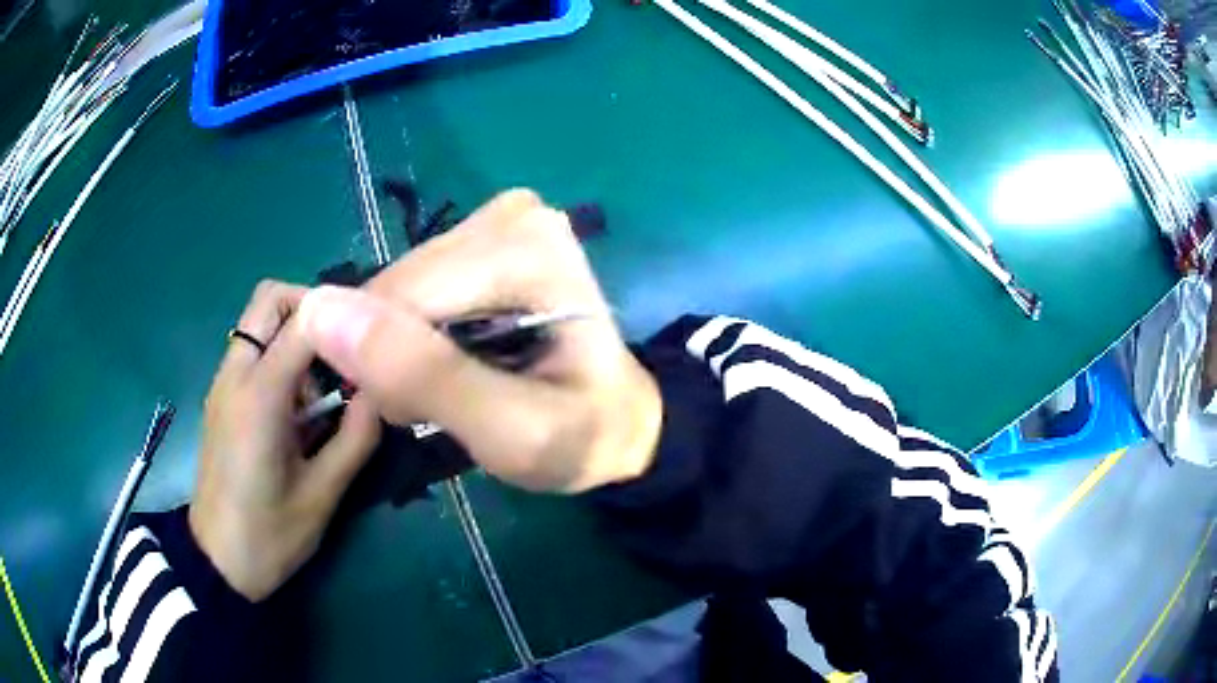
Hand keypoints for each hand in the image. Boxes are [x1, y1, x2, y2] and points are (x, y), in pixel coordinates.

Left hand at [190, 280, 380, 600]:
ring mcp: (224, 384)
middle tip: (346, 352)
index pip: (305, 320)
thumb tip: (383, 391)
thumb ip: (355, 437)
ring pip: (261, 322)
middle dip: (313, 309)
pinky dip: (283, 359)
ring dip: (298, 337)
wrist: (218, 562)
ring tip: (327, 392)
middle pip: (270, 298)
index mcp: (259, 396)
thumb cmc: (269, 536)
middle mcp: (235, 375)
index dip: (347, 316)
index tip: (378, 338)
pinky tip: (302, 409)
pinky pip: (254, 351)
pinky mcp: (222, 399)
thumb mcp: (322, 495)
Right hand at [296, 190, 662, 492]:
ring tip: (447, 386)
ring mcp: (498, 218)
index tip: (411, 414)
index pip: (402, 297)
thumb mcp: (511, 432)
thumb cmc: (580, 436)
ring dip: (399, 345)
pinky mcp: (483, 235)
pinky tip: (447, 356)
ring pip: (397, 286)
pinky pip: (412, 285)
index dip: (383, 363)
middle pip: (398, 286)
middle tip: (432, 405)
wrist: (618, 423)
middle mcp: (512, 215)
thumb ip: (421, 374)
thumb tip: (318, 311)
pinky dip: (411, 330)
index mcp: (528, 249)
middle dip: (394, 354)